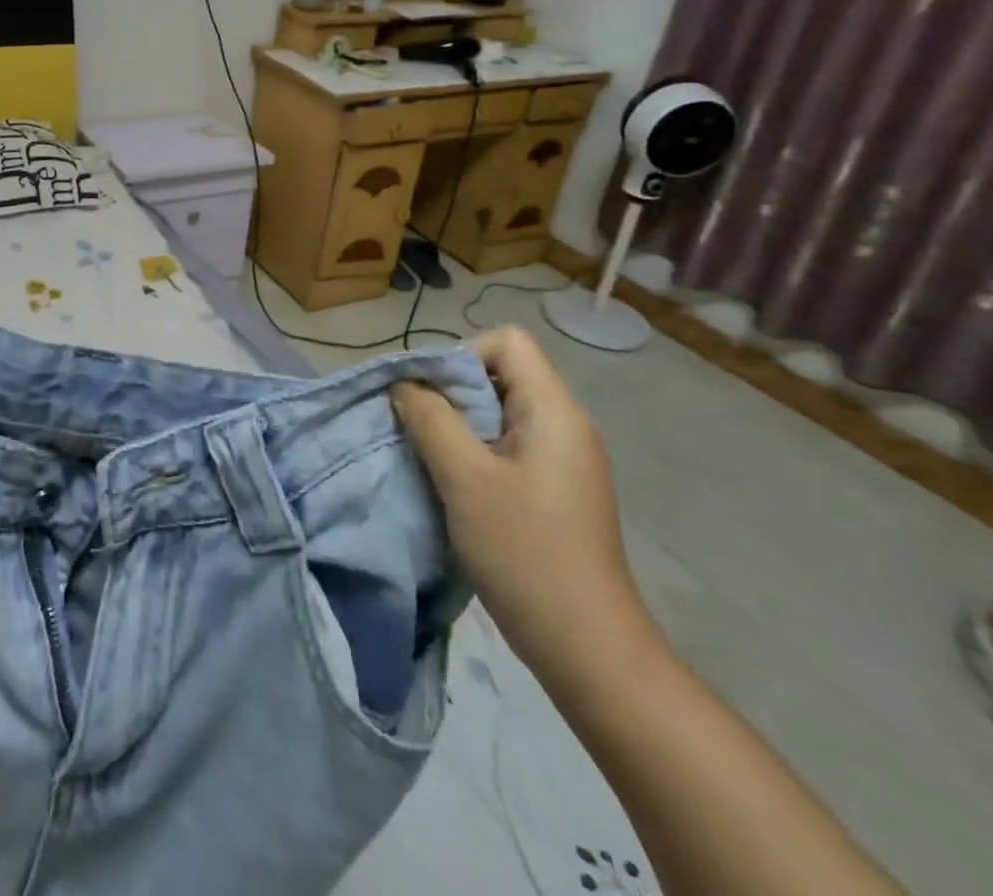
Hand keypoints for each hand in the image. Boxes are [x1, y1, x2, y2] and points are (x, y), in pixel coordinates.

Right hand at [391, 326, 657, 689]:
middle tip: (418, 427)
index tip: (430, 397)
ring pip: (497, 412)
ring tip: (429, 457)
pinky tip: (452, 485)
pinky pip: (504, 446)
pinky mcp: (552, 489)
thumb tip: (403, 384)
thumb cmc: (527, 554)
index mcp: (554, 411)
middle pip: (500, 374)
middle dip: (451, 392)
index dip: (461, 355)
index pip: (506, 342)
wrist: (589, 650)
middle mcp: (564, 425)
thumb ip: (430, 419)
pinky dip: (471, 452)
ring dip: (457, 425)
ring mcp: (561, 459)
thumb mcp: (465, 479)